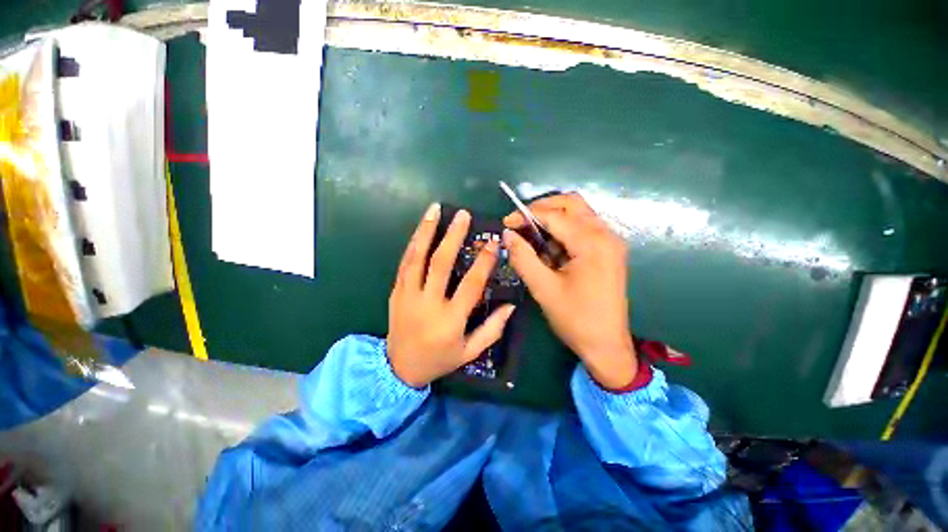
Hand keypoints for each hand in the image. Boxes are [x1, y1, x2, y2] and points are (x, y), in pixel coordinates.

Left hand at [387, 204, 516, 387]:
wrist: (399, 368)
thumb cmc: (439, 360)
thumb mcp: (470, 351)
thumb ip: (492, 329)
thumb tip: (511, 306)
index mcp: (450, 320)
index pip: (470, 285)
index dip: (483, 262)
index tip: (492, 242)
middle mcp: (428, 303)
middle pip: (440, 264)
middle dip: (452, 236)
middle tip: (462, 215)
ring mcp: (408, 295)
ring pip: (417, 258)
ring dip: (426, 231)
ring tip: (435, 210)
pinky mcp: (396, 292)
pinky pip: (404, 263)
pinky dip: (413, 244)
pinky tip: (421, 229)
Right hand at [503, 193, 636, 388]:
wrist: (607, 345)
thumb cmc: (575, 319)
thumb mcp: (543, 288)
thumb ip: (523, 257)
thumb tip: (507, 234)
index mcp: (592, 243)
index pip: (555, 215)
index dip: (526, 215)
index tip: (506, 223)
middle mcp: (606, 235)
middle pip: (572, 204)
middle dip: (542, 208)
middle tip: (520, 223)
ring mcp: (610, 242)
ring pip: (578, 214)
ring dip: (553, 219)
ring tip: (532, 237)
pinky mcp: (608, 251)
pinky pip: (583, 229)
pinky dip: (563, 231)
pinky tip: (550, 249)